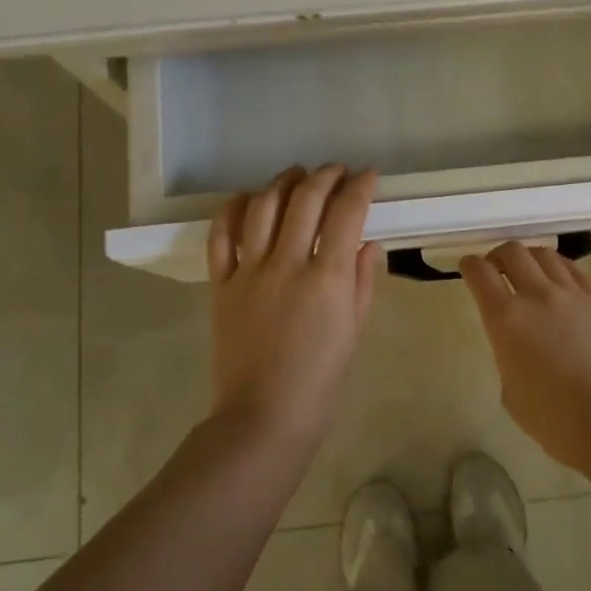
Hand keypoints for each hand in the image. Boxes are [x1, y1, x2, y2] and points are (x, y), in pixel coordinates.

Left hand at [207, 165, 381, 451]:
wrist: (262, 418)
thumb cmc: (320, 382)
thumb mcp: (354, 331)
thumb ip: (361, 281)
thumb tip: (367, 243)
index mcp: (327, 278)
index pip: (347, 213)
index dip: (360, 186)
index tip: (369, 175)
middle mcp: (287, 263)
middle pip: (305, 199)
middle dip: (326, 176)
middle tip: (337, 171)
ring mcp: (249, 271)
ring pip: (263, 206)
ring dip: (283, 182)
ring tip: (297, 176)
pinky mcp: (221, 284)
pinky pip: (221, 235)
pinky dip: (234, 209)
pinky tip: (248, 198)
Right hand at [460, 241, 590, 472]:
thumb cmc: (554, 419)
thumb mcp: (510, 391)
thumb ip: (507, 355)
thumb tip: (516, 344)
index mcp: (506, 319)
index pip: (480, 273)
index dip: (469, 265)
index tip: (467, 268)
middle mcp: (537, 296)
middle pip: (512, 251)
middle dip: (498, 255)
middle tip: (496, 270)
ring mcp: (572, 294)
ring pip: (544, 254)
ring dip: (529, 258)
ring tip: (528, 272)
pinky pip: (573, 270)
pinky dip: (558, 267)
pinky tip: (557, 280)